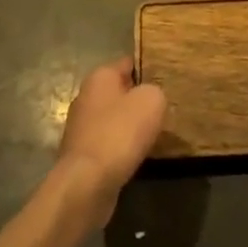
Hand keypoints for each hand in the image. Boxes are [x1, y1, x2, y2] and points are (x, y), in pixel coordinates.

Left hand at [54, 58, 165, 224]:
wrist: (87, 183)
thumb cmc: (120, 132)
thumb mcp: (151, 101)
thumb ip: (155, 91)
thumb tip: (150, 97)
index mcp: (99, 77)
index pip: (127, 63)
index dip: (147, 68)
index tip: (166, 77)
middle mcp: (86, 97)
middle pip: (119, 92)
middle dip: (139, 99)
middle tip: (164, 107)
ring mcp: (81, 127)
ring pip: (114, 119)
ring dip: (131, 126)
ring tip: (156, 134)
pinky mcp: (82, 155)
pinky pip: (109, 143)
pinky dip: (123, 148)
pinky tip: (139, 156)